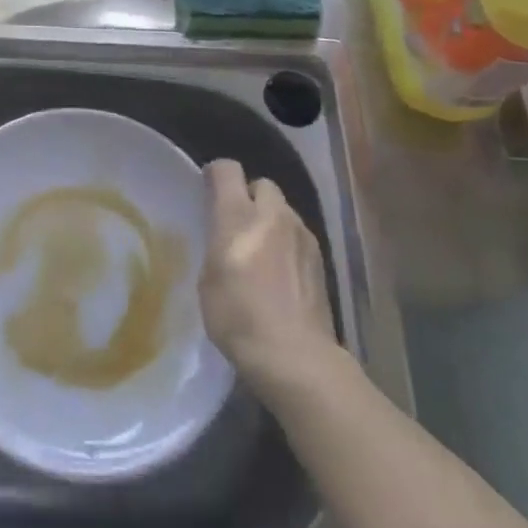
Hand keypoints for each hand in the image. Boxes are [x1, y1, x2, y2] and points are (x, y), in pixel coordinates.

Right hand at [199, 158, 339, 400]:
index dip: (215, 174)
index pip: (227, 169)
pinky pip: (298, 234)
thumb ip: (216, 245)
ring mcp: (302, 234)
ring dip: (270, 219)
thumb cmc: (238, 318)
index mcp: (238, 215)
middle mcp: (272, 215)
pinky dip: (287, 242)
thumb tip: (223, 238)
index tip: (207, 189)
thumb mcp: (207, 279)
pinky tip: (281, 271)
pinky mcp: (320, 258)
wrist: (296, 357)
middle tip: (237, 223)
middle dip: (249, 195)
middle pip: (261, 184)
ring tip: (261, 250)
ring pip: (283, 209)